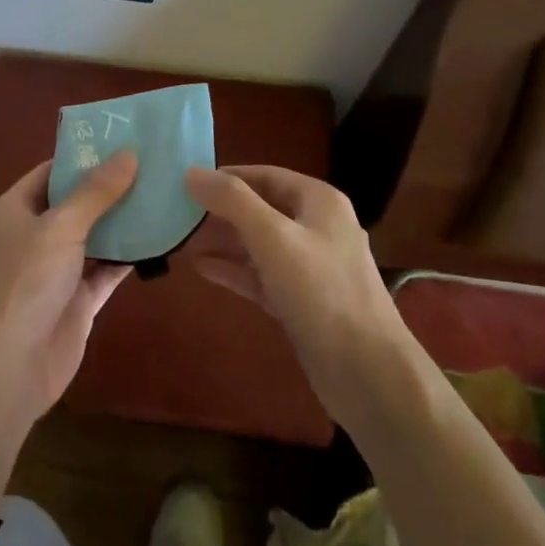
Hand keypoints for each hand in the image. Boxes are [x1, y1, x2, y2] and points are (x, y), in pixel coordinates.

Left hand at [0, 154, 137, 423]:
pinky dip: (128, 257)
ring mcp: (56, 270)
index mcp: (15, 210)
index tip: (120, 141)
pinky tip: (159, 239)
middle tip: (151, 165)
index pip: (50, 172)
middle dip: (109, 188)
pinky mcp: (77, 300)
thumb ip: (96, 192)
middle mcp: (34, 236)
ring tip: (162, 194)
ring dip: (122, 222)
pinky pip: (106, 270)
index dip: (82, 157)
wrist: (9, 365)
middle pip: (75, 203)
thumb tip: (128, 154)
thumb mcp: (61, 226)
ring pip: (94, 237)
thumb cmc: (26, 280)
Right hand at [185, 165, 415, 430]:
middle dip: (221, 211)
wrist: (367, 373)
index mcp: (318, 201)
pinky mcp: (301, 302)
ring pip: (259, 244)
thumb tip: (191, 172)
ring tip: (181, 239)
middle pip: (260, 208)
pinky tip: (201, 268)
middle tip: (177, 213)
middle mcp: (317, 227)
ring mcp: (310, 267)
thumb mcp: (273, 237)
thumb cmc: (321, 291)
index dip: (227, 177)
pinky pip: (261, 275)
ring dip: (223, 241)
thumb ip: (232, 201)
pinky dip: (234, 270)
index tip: (187, 183)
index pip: (265, 175)